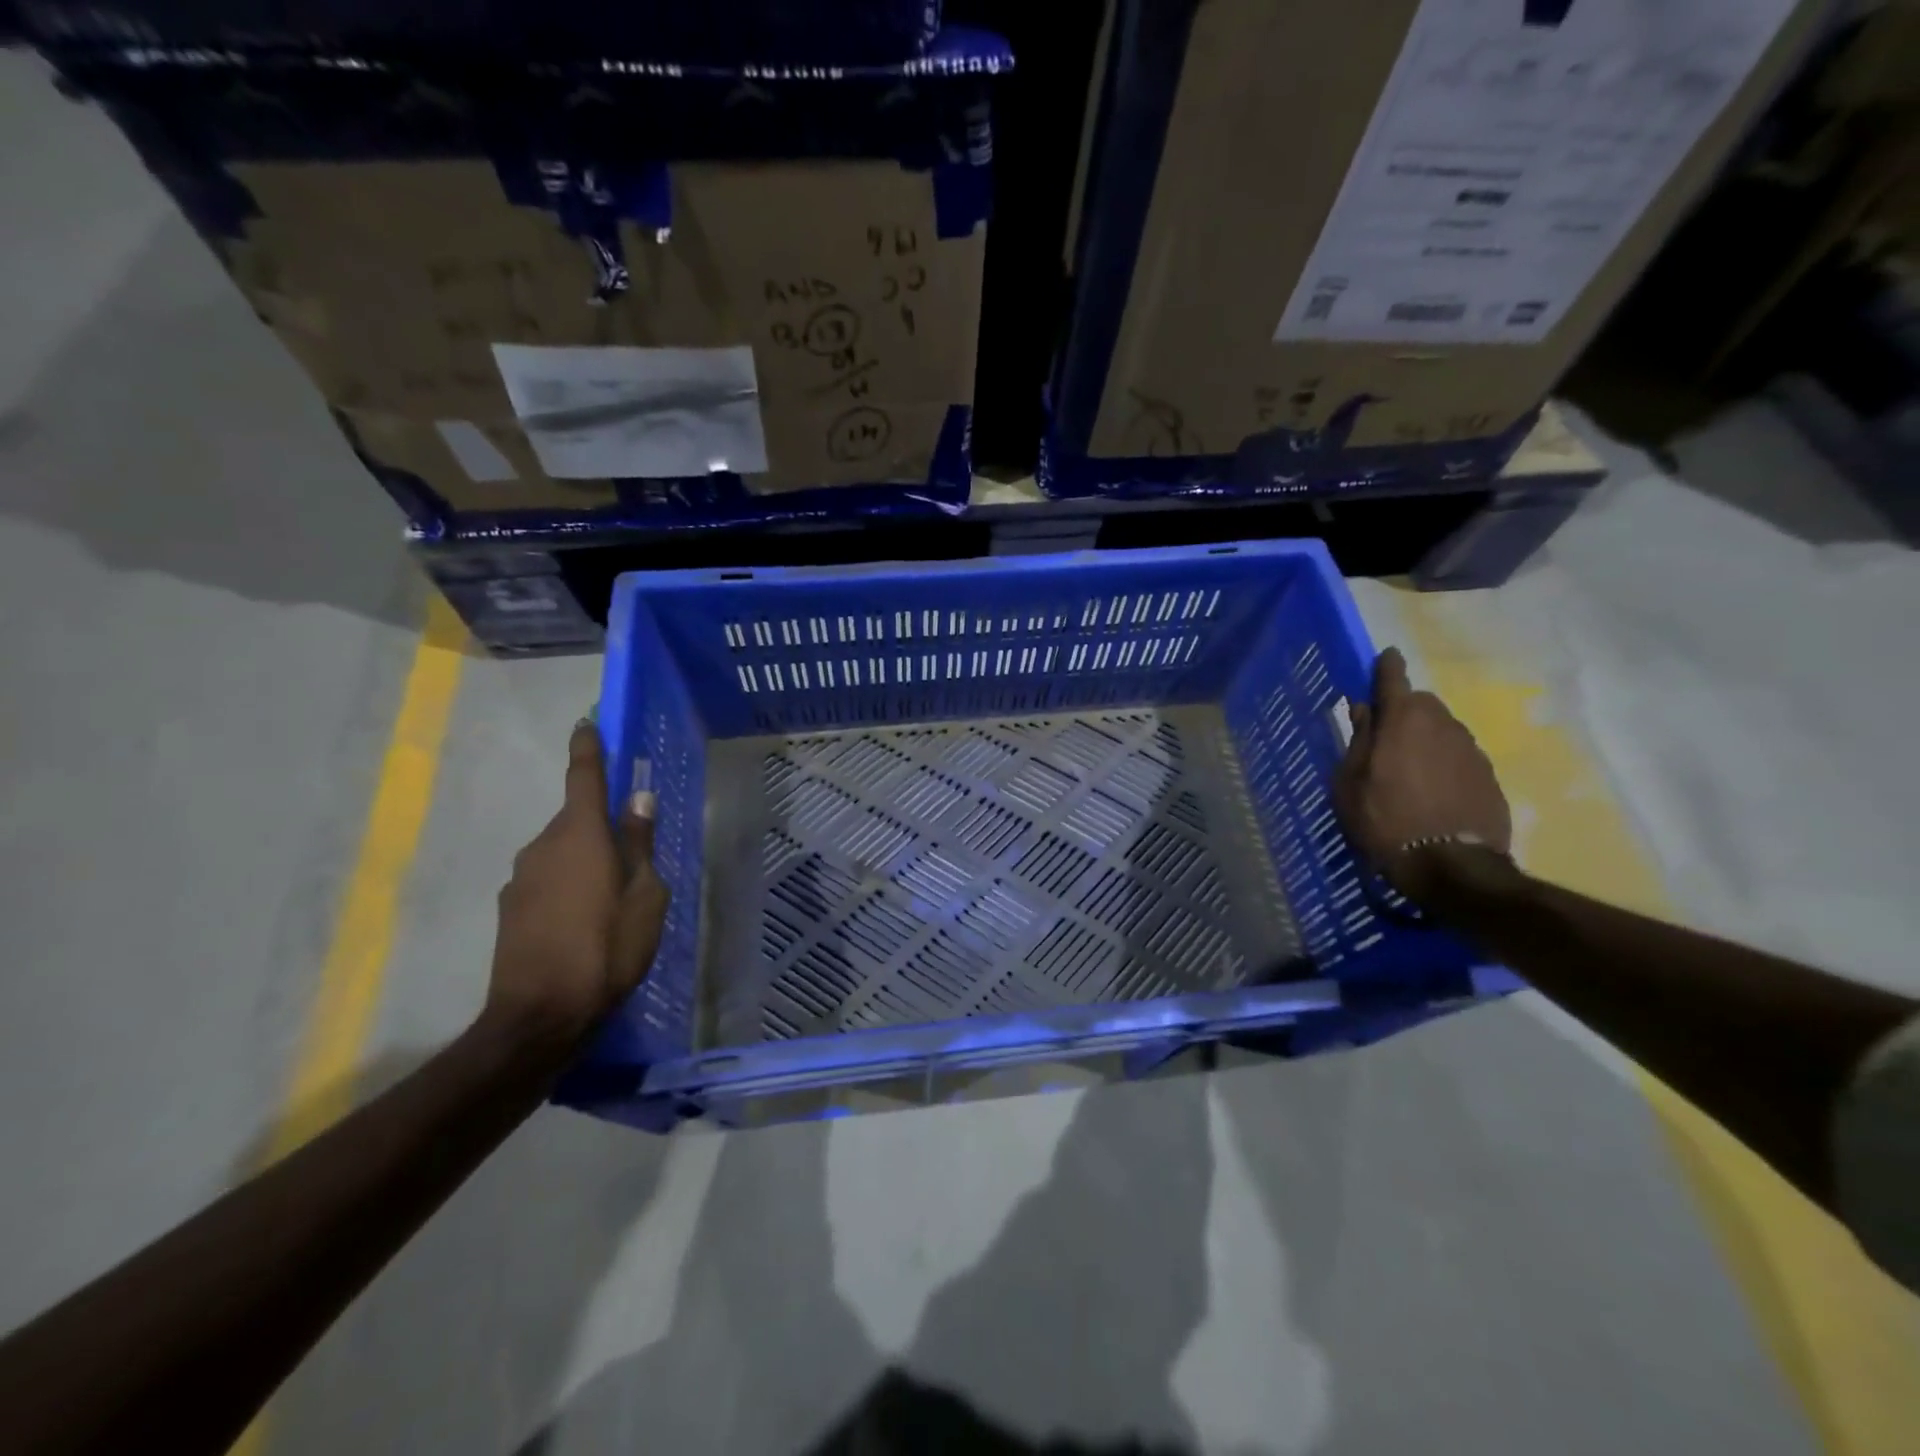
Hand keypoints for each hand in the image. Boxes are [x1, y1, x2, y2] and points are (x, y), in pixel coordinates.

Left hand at [486, 720, 669, 1044]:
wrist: (539, 1015)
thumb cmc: (607, 948)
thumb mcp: (646, 897)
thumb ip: (640, 844)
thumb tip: (638, 800)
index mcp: (581, 835)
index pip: (584, 777)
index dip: (588, 748)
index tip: (588, 723)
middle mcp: (544, 845)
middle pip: (577, 819)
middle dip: (601, 825)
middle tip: (632, 854)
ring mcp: (522, 877)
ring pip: (562, 851)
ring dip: (586, 860)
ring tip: (613, 898)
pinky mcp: (511, 907)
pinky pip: (548, 879)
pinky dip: (568, 886)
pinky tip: (585, 921)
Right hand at [1334, 647, 1512, 900]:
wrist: (1450, 865)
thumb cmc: (1384, 819)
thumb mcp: (1350, 783)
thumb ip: (1358, 741)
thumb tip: (1364, 710)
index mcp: (1403, 720)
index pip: (1393, 679)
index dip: (1386, 667)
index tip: (1385, 657)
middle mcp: (1442, 724)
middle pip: (1422, 703)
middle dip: (1405, 710)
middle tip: (1386, 735)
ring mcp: (1471, 749)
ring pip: (1444, 729)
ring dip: (1426, 737)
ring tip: (1409, 768)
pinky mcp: (1489, 776)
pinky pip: (1460, 756)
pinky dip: (1445, 762)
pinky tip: (1433, 789)